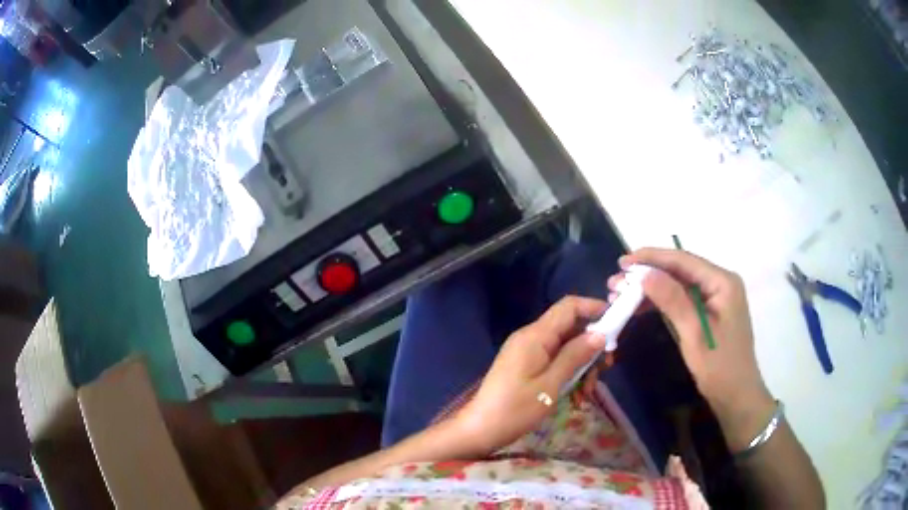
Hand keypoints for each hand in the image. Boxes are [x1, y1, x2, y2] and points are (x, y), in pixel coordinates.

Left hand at [455, 296, 607, 454]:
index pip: (569, 307)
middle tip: (606, 369)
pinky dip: (567, 375)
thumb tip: (600, 333)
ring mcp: (527, 352)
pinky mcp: (525, 367)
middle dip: (591, 347)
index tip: (616, 324)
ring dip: (581, 367)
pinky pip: (553, 362)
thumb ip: (575, 356)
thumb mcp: (551, 384)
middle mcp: (531, 338)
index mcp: (535, 336)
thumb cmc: (516, 409)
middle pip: (570, 329)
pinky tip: (575, 397)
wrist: (480, 430)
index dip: (594, 308)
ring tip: (586, 393)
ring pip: (565, 348)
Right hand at [613, 248, 774, 449]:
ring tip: (621, 293)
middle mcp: (720, 282)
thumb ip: (672, 300)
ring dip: (651, 288)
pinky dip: (661, 302)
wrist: (737, 396)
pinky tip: (640, 306)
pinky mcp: (709, 312)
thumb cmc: (719, 367)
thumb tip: (644, 273)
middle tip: (616, 281)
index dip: (652, 258)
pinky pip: (682, 299)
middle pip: (680, 270)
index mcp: (722, 282)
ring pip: (678, 284)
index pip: (683, 260)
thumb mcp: (694, 334)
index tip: (623, 262)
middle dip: (648, 273)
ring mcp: (715, 297)